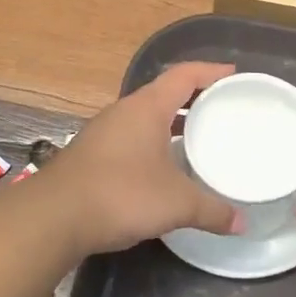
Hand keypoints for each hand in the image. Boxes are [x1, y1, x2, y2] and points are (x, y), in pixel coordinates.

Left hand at [48, 63, 241, 254]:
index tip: (234, 75)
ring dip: (172, 124)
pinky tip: (165, 168)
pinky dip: (154, 144)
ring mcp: (104, 133)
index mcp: (146, 108)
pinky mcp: (92, 156)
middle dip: (194, 99)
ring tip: (199, 138)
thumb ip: (212, 211)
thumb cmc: (121, 195)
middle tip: (223, 109)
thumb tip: (242, 224)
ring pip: (146, 118)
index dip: (211, 71)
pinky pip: (132, 139)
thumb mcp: (177, 204)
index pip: (184, 75)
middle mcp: (124, 112)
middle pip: (165, 94)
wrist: (53, 217)